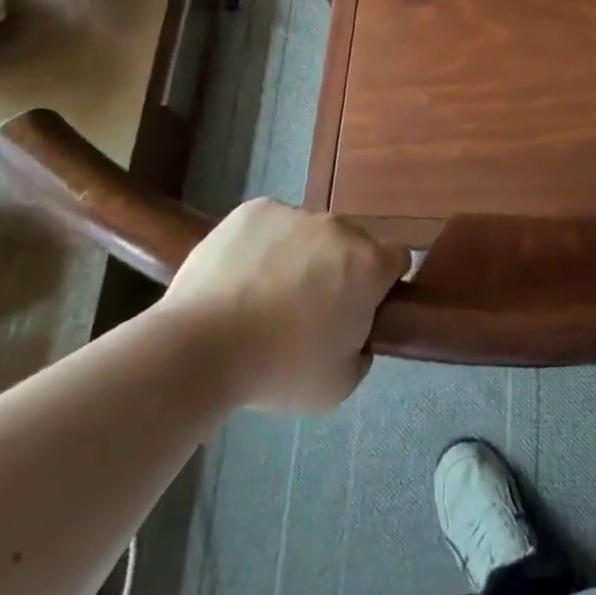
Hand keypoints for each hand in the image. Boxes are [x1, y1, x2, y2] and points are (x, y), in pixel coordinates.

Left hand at [161, 199, 410, 411]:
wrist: (198, 348)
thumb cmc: (278, 370)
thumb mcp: (338, 385)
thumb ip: (362, 351)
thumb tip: (355, 332)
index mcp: (370, 265)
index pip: (397, 260)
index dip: (382, 284)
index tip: (359, 308)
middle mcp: (341, 228)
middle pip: (353, 243)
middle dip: (339, 268)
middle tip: (308, 308)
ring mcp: (296, 213)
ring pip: (310, 232)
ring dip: (301, 255)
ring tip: (263, 294)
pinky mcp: (255, 209)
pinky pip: (271, 224)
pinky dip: (264, 244)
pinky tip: (240, 276)